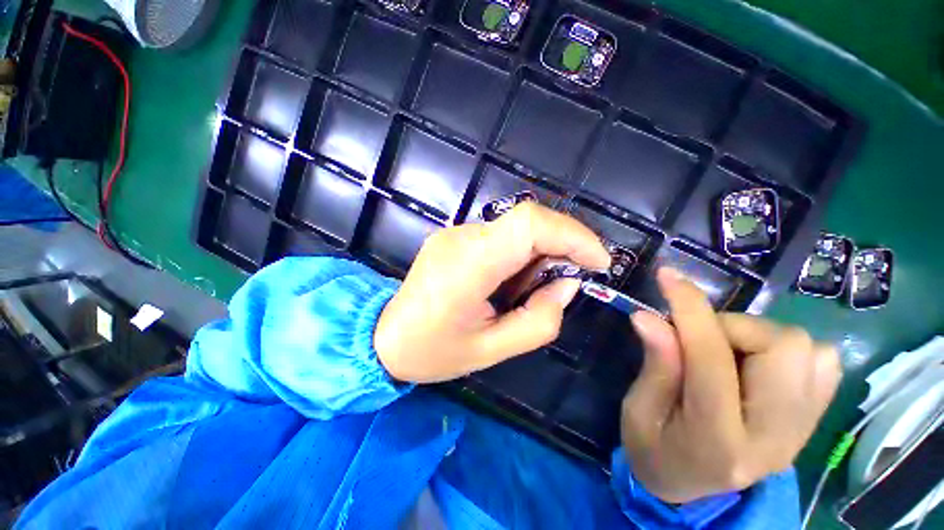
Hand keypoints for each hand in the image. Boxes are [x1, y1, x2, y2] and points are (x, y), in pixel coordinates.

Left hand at [375, 203, 609, 382]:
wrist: (383, 336)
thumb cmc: (432, 351)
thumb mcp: (490, 351)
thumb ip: (538, 321)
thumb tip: (566, 285)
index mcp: (467, 266)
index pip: (528, 224)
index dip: (572, 235)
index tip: (597, 262)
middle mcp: (461, 238)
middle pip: (527, 221)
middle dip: (562, 245)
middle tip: (568, 280)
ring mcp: (455, 233)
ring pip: (516, 228)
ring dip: (541, 253)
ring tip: (532, 289)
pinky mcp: (455, 237)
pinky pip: (501, 236)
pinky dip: (522, 254)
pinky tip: (513, 281)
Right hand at [621, 268, 841, 502]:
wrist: (688, 490)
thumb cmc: (653, 449)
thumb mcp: (638, 410)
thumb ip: (655, 364)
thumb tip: (649, 316)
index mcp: (717, 440)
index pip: (712, 358)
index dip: (689, 308)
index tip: (667, 278)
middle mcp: (774, 438)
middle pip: (783, 347)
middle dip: (731, 326)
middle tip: (697, 338)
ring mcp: (801, 431)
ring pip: (807, 349)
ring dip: (756, 335)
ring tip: (723, 352)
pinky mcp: (811, 421)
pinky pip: (822, 362)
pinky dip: (785, 348)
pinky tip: (753, 362)